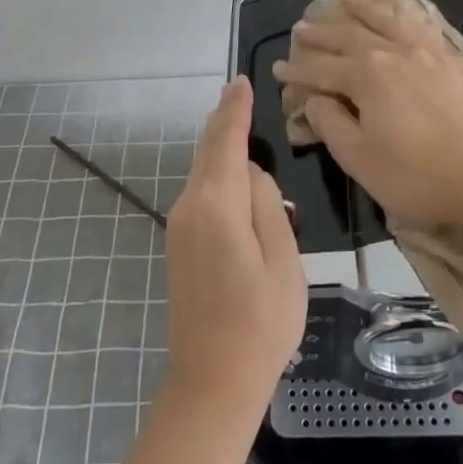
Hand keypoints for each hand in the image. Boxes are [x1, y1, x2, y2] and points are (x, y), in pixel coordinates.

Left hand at [162, 76, 306, 413]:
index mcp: (217, 205)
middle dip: (223, 119)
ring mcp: (179, 226)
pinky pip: (199, 190)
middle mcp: (190, 206)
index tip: (241, 81)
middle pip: (207, 150)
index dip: (235, 110)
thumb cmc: (261, 323)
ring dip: (218, 143)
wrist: (211, 382)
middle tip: (238, 90)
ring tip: (237, 119)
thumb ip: (268, 206)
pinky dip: (213, 168)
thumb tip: (252, 174)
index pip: (225, 141)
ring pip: (201, 169)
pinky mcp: (179, 243)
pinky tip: (228, 168)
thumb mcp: (283, 261)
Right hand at [271, 0, 462, 224]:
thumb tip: (314, 100)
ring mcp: (422, 52)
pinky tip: (394, 12)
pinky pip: (415, 25)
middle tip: (299, 29)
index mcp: (366, 75)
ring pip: (383, 21)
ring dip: (359, 9)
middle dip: (320, 33)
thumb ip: (331, 123)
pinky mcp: (446, 59)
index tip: (278, 68)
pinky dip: (399, 13)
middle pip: (347, 36)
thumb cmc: (415, 176)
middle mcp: (391, 52)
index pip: (321, 68)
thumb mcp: (359, 158)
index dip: (297, 69)